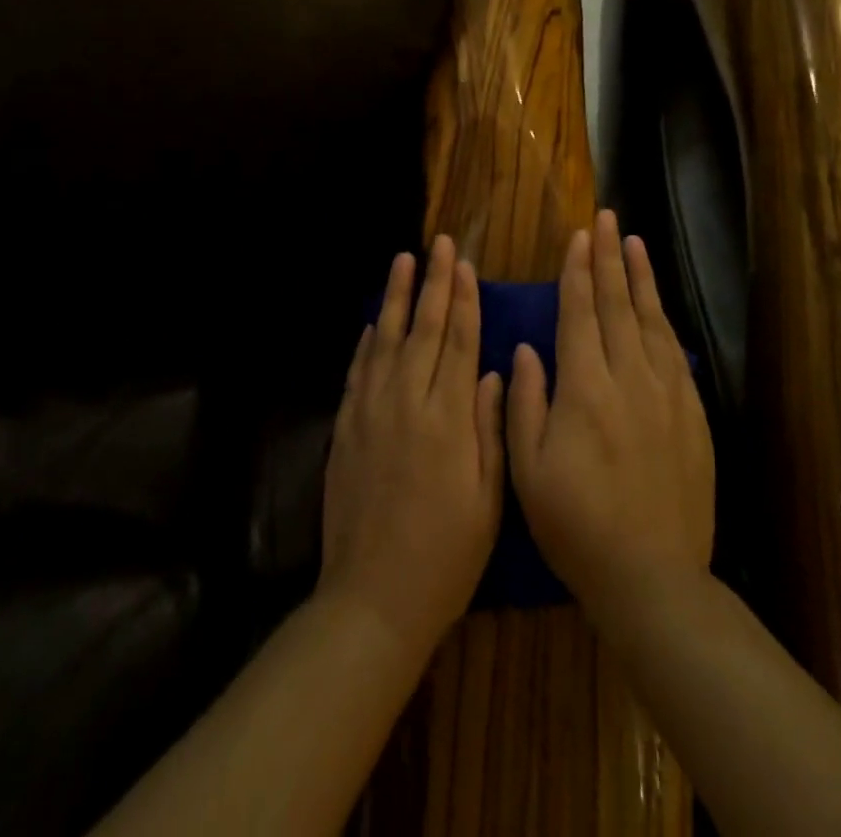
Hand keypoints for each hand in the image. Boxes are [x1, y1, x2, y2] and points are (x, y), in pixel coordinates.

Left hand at [319, 234, 505, 657]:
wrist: (373, 596)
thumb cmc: (446, 553)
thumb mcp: (488, 497)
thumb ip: (491, 428)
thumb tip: (494, 371)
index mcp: (448, 418)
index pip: (459, 342)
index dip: (464, 300)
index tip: (465, 266)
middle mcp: (408, 402)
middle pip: (424, 328)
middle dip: (433, 283)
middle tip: (437, 244)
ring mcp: (371, 412)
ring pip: (386, 339)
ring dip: (396, 297)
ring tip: (403, 261)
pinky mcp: (345, 428)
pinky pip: (358, 371)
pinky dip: (366, 342)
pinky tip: (372, 322)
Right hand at [507, 211, 714, 624]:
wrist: (653, 578)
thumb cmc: (577, 526)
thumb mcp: (529, 471)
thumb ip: (524, 403)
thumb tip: (526, 349)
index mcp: (585, 390)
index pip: (581, 314)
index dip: (578, 271)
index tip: (578, 237)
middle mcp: (629, 380)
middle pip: (618, 305)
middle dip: (610, 258)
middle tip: (607, 219)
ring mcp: (667, 396)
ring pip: (651, 321)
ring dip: (641, 278)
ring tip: (634, 242)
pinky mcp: (692, 416)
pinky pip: (674, 353)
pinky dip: (664, 320)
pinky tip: (658, 305)